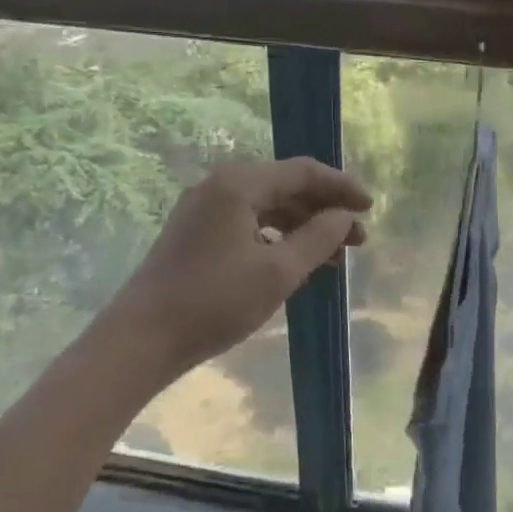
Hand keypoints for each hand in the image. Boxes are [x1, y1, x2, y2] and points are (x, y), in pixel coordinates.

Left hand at [101, 157, 369, 378]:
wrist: (141, 339)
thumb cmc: (215, 301)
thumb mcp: (279, 271)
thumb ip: (319, 237)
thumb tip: (344, 216)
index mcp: (239, 184)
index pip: (303, 171)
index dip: (342, 187)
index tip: (371, 208)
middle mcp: (220, 186)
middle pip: (286, 186)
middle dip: (326, 210)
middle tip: (358, 239)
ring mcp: (204, 209)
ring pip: (268, 207)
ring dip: (304, 227)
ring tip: (334, 256)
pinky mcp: (196, 233)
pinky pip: (249, 223)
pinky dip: (278, 238)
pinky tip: (296, 261)